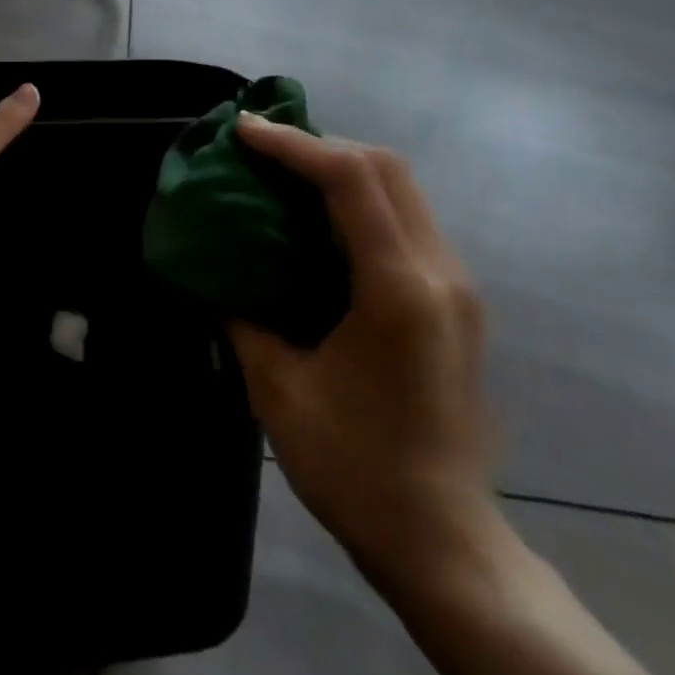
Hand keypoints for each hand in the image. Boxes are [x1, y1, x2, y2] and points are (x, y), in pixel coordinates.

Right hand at [227, 117, 497, 598]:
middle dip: (320, 144)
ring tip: (286, 175)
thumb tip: (217, 269)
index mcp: (397, 288)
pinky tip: (323, 221)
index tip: (243, 131)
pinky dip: (363, 199)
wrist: (444, 543)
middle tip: (263, 150)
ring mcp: (457, 284)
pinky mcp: (457, 300)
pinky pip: (409, 219)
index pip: (350, 179)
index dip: (293, 144)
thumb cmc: (354, 468)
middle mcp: (439, 272)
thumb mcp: (277, 389)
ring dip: (343, 167)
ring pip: (403, 187)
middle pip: (386, 166)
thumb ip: (242, 314)